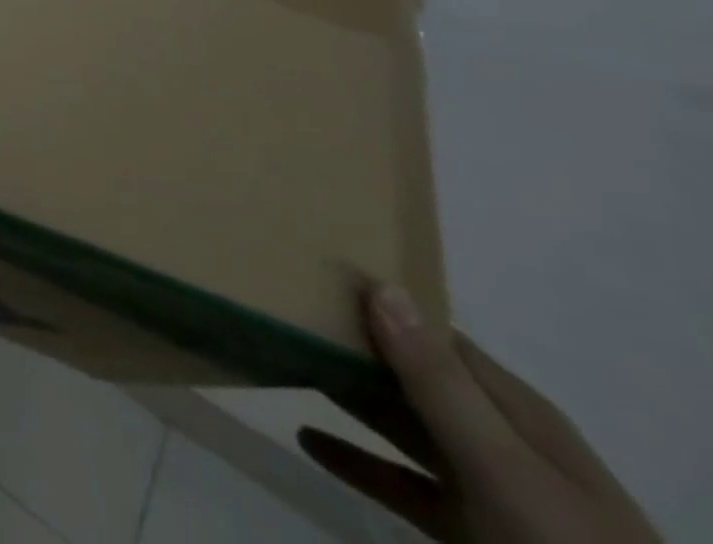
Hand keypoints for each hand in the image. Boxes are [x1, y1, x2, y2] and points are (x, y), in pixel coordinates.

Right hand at [301, 286, 659, 543]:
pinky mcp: (469, 534)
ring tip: (283, 361)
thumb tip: (379, 284)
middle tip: (280, 312)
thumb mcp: (505, 468)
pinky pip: (399, 482)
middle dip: (353, 345)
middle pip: (413, 377)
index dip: (379, 304)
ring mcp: (486, 491)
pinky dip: (354, 460)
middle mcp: (499, 440)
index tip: (312, 276)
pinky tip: (308, 440)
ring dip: (348, 396)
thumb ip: (438, 382)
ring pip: (402, 426)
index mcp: (515, 411)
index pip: (436, 335)